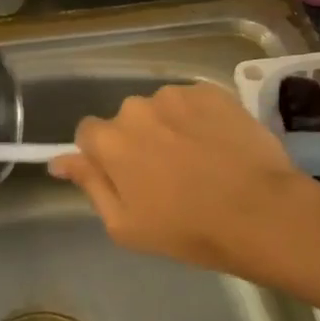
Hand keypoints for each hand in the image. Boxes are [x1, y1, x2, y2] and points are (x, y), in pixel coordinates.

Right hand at [50, 82, 319, 277]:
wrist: (261, 212)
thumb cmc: (188, 230)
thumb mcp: (125, 225)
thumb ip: (89, 185)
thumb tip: (58, 161)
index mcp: (110, 140)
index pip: (88, 134)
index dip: (104, 157)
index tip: (126, 178)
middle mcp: (136, 107)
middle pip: (126, 121)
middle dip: (138, 141)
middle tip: (167, 176)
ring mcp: (176, 95)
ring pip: (161, 109)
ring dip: (170, 128)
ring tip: (199, 160)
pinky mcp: (211, 91)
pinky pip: (193, 102)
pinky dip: (200, 119)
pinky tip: (219, 146)